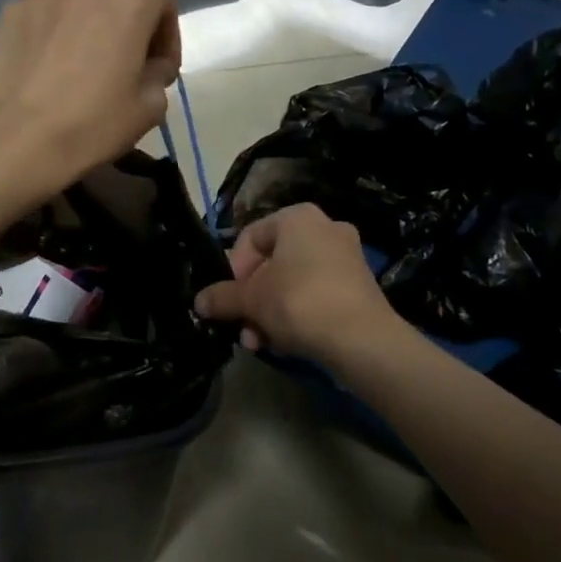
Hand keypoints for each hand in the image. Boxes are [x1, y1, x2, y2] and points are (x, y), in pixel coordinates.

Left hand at [0, 0, 180, 198]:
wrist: (17, 138)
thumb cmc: (93, 122)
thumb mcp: (150, 107)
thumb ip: (159, 74)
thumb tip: (149, 67)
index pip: (163, 5)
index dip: (167, 39)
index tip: (160, 71)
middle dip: (126, 29)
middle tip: (122, 68)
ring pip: (79, 4)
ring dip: (87, 26)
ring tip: (80, 64)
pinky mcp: (11, 10)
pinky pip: (44, 15)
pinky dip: (53, 32)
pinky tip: (47, 65)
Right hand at [193, 204, 399, 366]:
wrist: (361, 339)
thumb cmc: (298, 302)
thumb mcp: (251, 299)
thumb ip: (222, 296)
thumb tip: (199, 301)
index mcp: (297, 218)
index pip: (251, 237)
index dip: (234, 269)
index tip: (230, 298)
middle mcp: (325, 228)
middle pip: (272, 263)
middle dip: (253, 299)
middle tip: (243, 327)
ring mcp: (347, 257)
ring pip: (293, 283)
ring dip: (271, 312)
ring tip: (261, 343)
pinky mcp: (360, 286)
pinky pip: (316, 295)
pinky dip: (298, 316)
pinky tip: (287, 343)